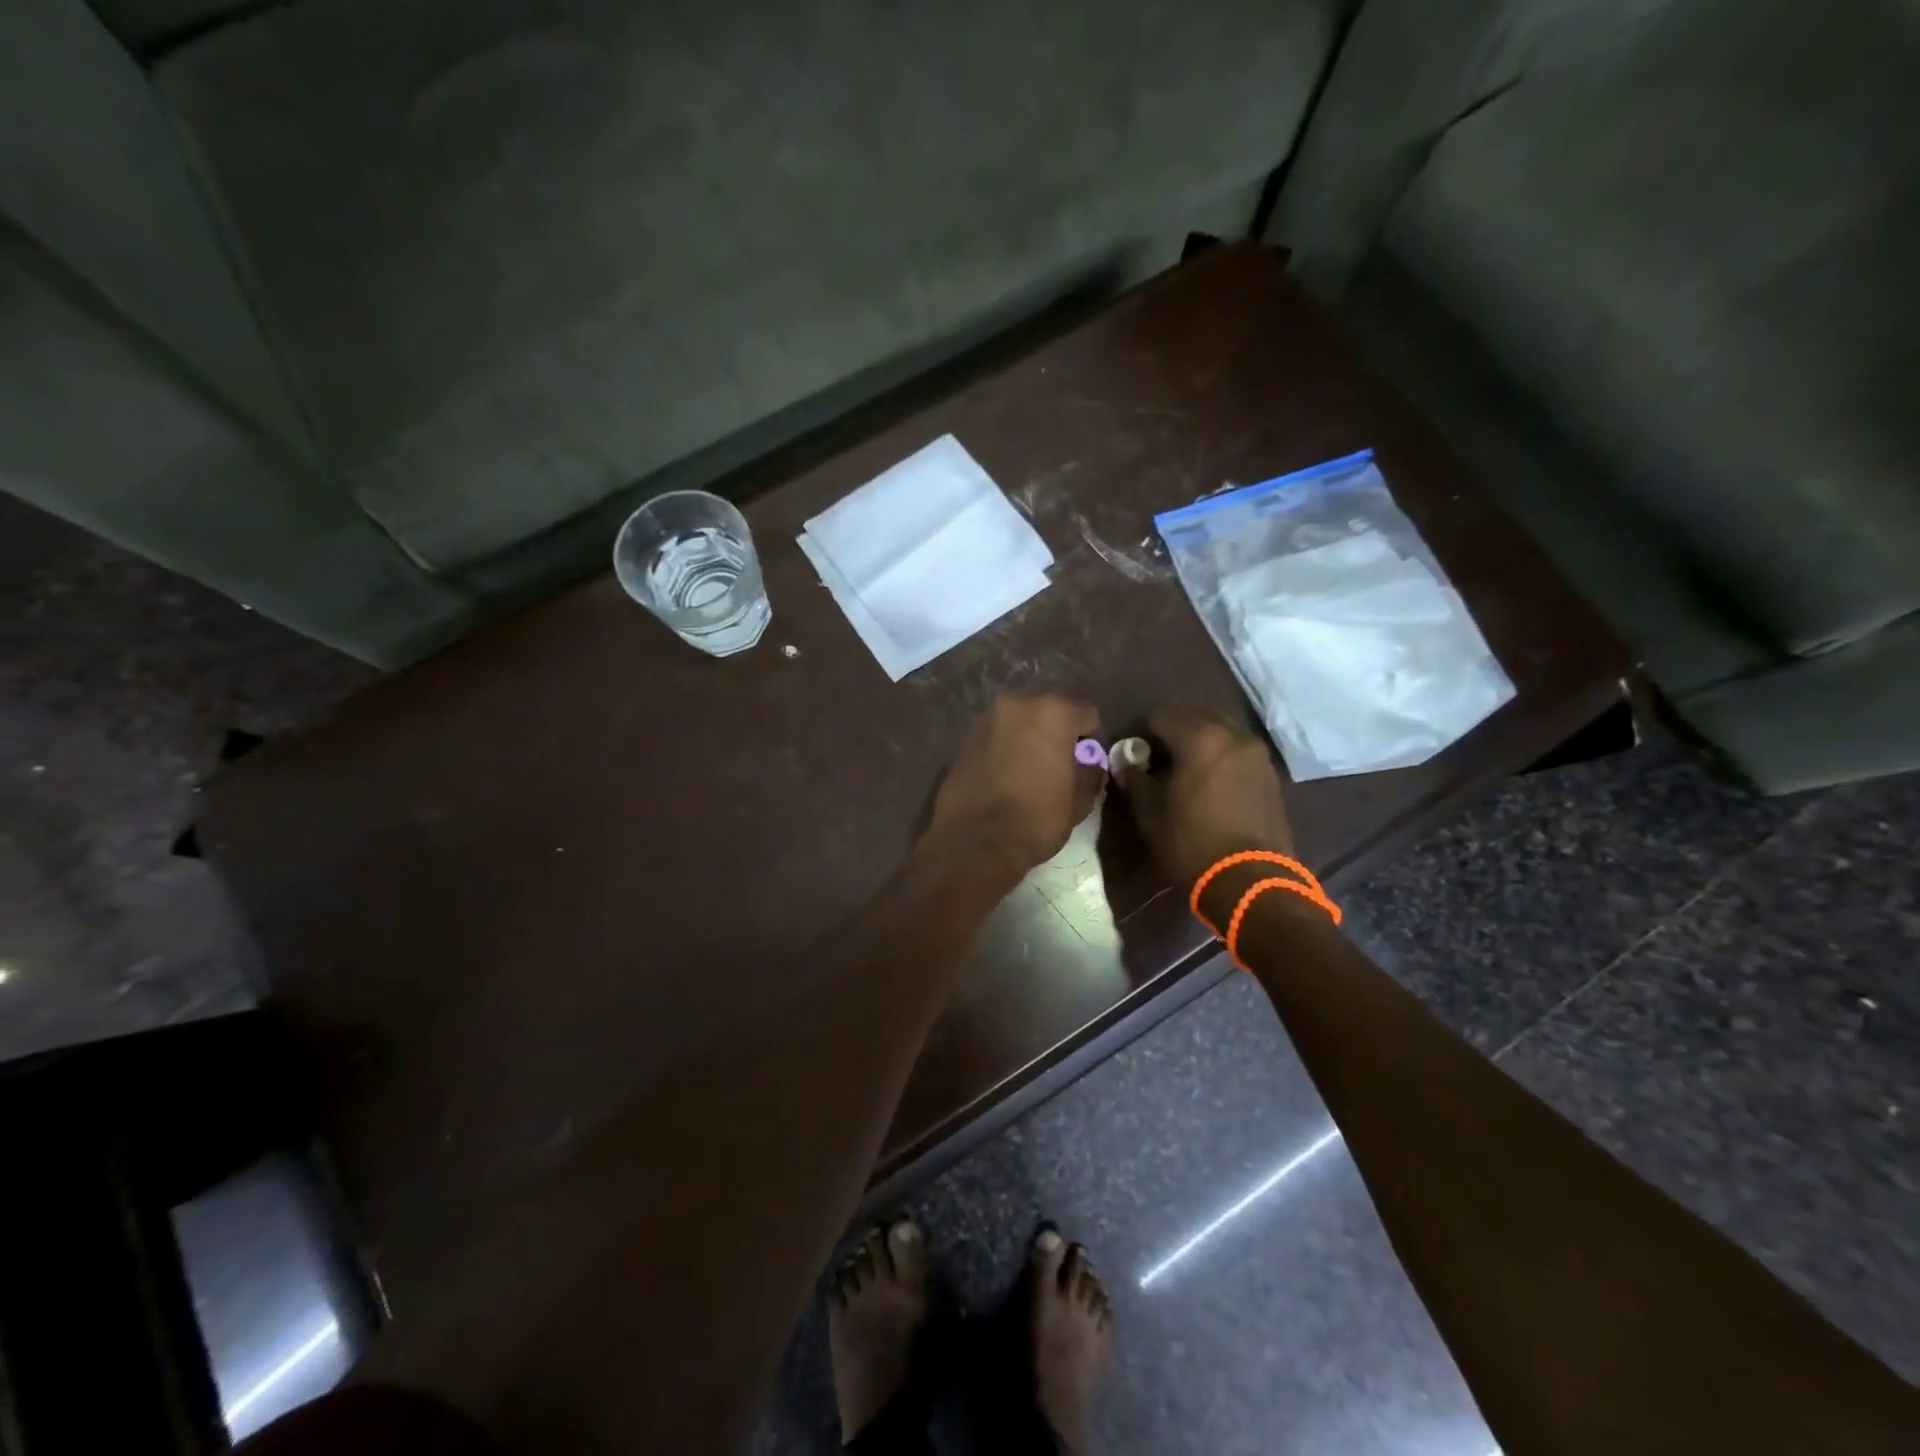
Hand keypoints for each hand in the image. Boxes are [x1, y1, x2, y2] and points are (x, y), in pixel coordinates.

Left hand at [921, 694, 1104, 884]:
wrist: (974, 841)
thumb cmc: (1036, 819)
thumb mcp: (1079, 801)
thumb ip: (1091, 773)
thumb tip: (1089, 765)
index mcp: (1052, 713)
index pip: (1087, 713)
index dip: (1093, 739)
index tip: (1089, 763)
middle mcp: (1017, 704)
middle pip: (1050, 709)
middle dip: (1059, 730)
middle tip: (1061, 762)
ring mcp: (986, 719)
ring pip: (1019, 719)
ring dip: (1029, 736)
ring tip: (1031, 768)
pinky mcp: (964, 738)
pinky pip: (996, 734)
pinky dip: (1005, 746)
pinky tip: (1006, 773)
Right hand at [1112, 709, 1292, 888]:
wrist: (1250, 881)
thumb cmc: (1191, 843)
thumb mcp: (1150, 813)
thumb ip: (1135, 780)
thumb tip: (1126, 764)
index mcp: (1200, 737)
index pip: (1160, 715)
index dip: (1140, 731)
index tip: (1132, 754)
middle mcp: (1233, 735)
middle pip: (1194, 717)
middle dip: (1172, 733)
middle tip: (1157, 761)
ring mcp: (1257, 753)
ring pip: (1220, 733)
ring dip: (1198, 744)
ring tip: (1184, 773)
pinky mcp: (1270, 774)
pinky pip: (1237, 752)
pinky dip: (1220, 758)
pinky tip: (1209, 785)